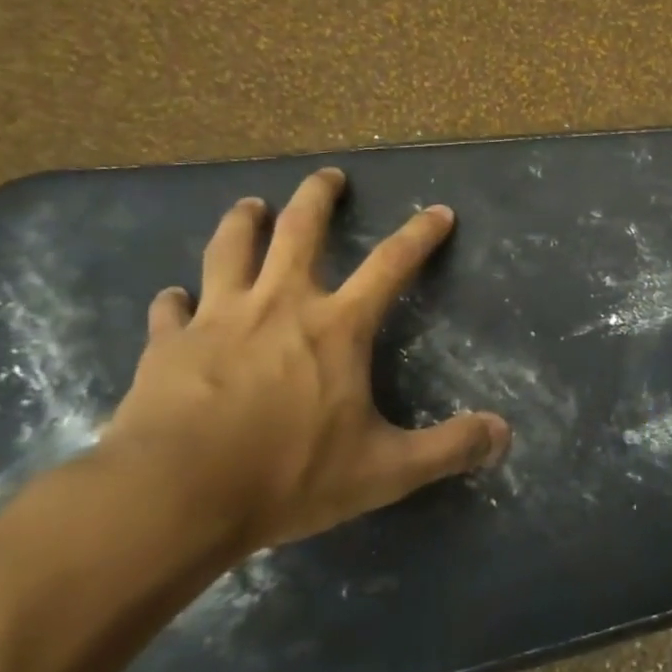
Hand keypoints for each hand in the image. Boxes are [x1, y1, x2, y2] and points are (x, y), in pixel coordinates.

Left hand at [98, 167, 510, 554]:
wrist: (172, 496)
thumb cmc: (287, 475)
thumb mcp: (384, 470)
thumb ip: (448, 448)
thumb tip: (504, 434)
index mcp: (336, 327)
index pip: (391, 265)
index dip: (419, 235)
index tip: (439, 212)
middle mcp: (279, 305)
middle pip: (299, 231)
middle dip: (317, 197)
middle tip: (328, 175)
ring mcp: (218, 319)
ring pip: (230, 250)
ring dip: (243, 223)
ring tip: (251, 206)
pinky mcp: (168, 346)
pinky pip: (171, 310)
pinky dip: (175, 300)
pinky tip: (173, 297)